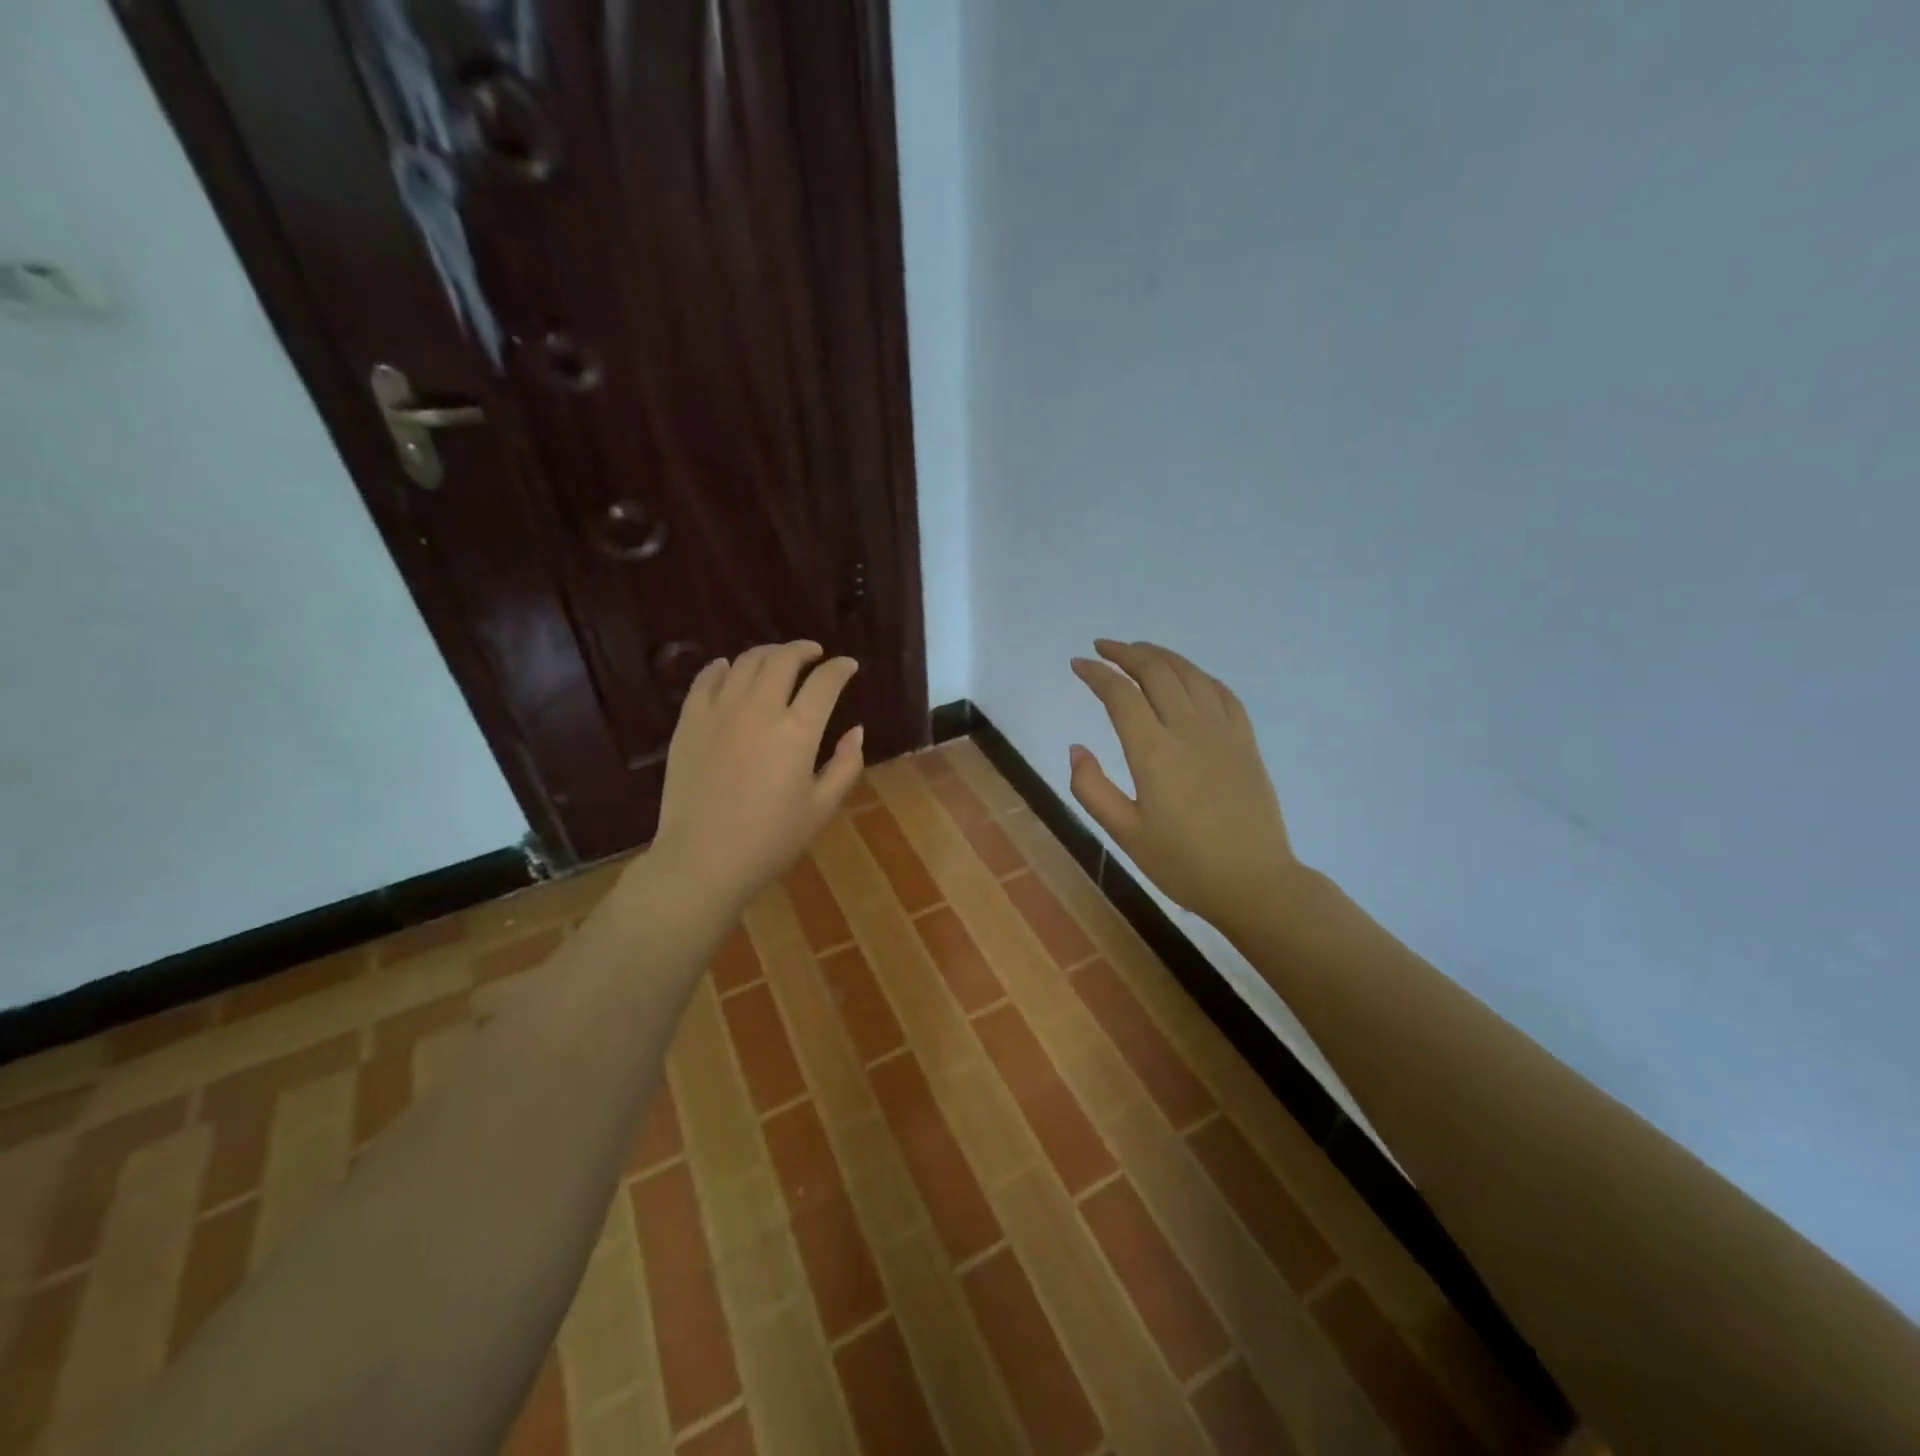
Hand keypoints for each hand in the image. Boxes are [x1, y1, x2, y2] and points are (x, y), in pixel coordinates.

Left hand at [642, 641, 863, 918]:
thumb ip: (846, 764)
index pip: (825, 682)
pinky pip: (706, 679)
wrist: (703, 860)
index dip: (840, 668)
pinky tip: (729, 669)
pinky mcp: (690, 721)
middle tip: (814, 654)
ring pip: (746, 662)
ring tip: (777, 659)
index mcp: (798, 731)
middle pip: (783, 660)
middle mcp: (760, 709)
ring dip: (768, 653)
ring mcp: (720, 711)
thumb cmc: (771, 840)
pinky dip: (723, 667)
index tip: (848, 666)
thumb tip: (857, 731)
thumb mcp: (822, 807)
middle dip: (803, 650)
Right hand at [1069, 640, 1298, 931]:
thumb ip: (1092, 788)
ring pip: (1189, 674)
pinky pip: (1221, 692)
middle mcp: (1188, 729)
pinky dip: (1197, 674)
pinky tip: (1187, 676)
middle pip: (1156, 671)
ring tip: (1138, 651)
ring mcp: (1223, 731)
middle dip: (1125, 653)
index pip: (1120, 695)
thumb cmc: (1183, 863)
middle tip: (1102, 648)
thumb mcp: (1125, 834)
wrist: (1254, 882)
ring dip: (1160, 656)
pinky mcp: (1245, 741)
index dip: (1096, 674)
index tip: (1077, 665)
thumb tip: (1076, 748)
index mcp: (1154, 752)